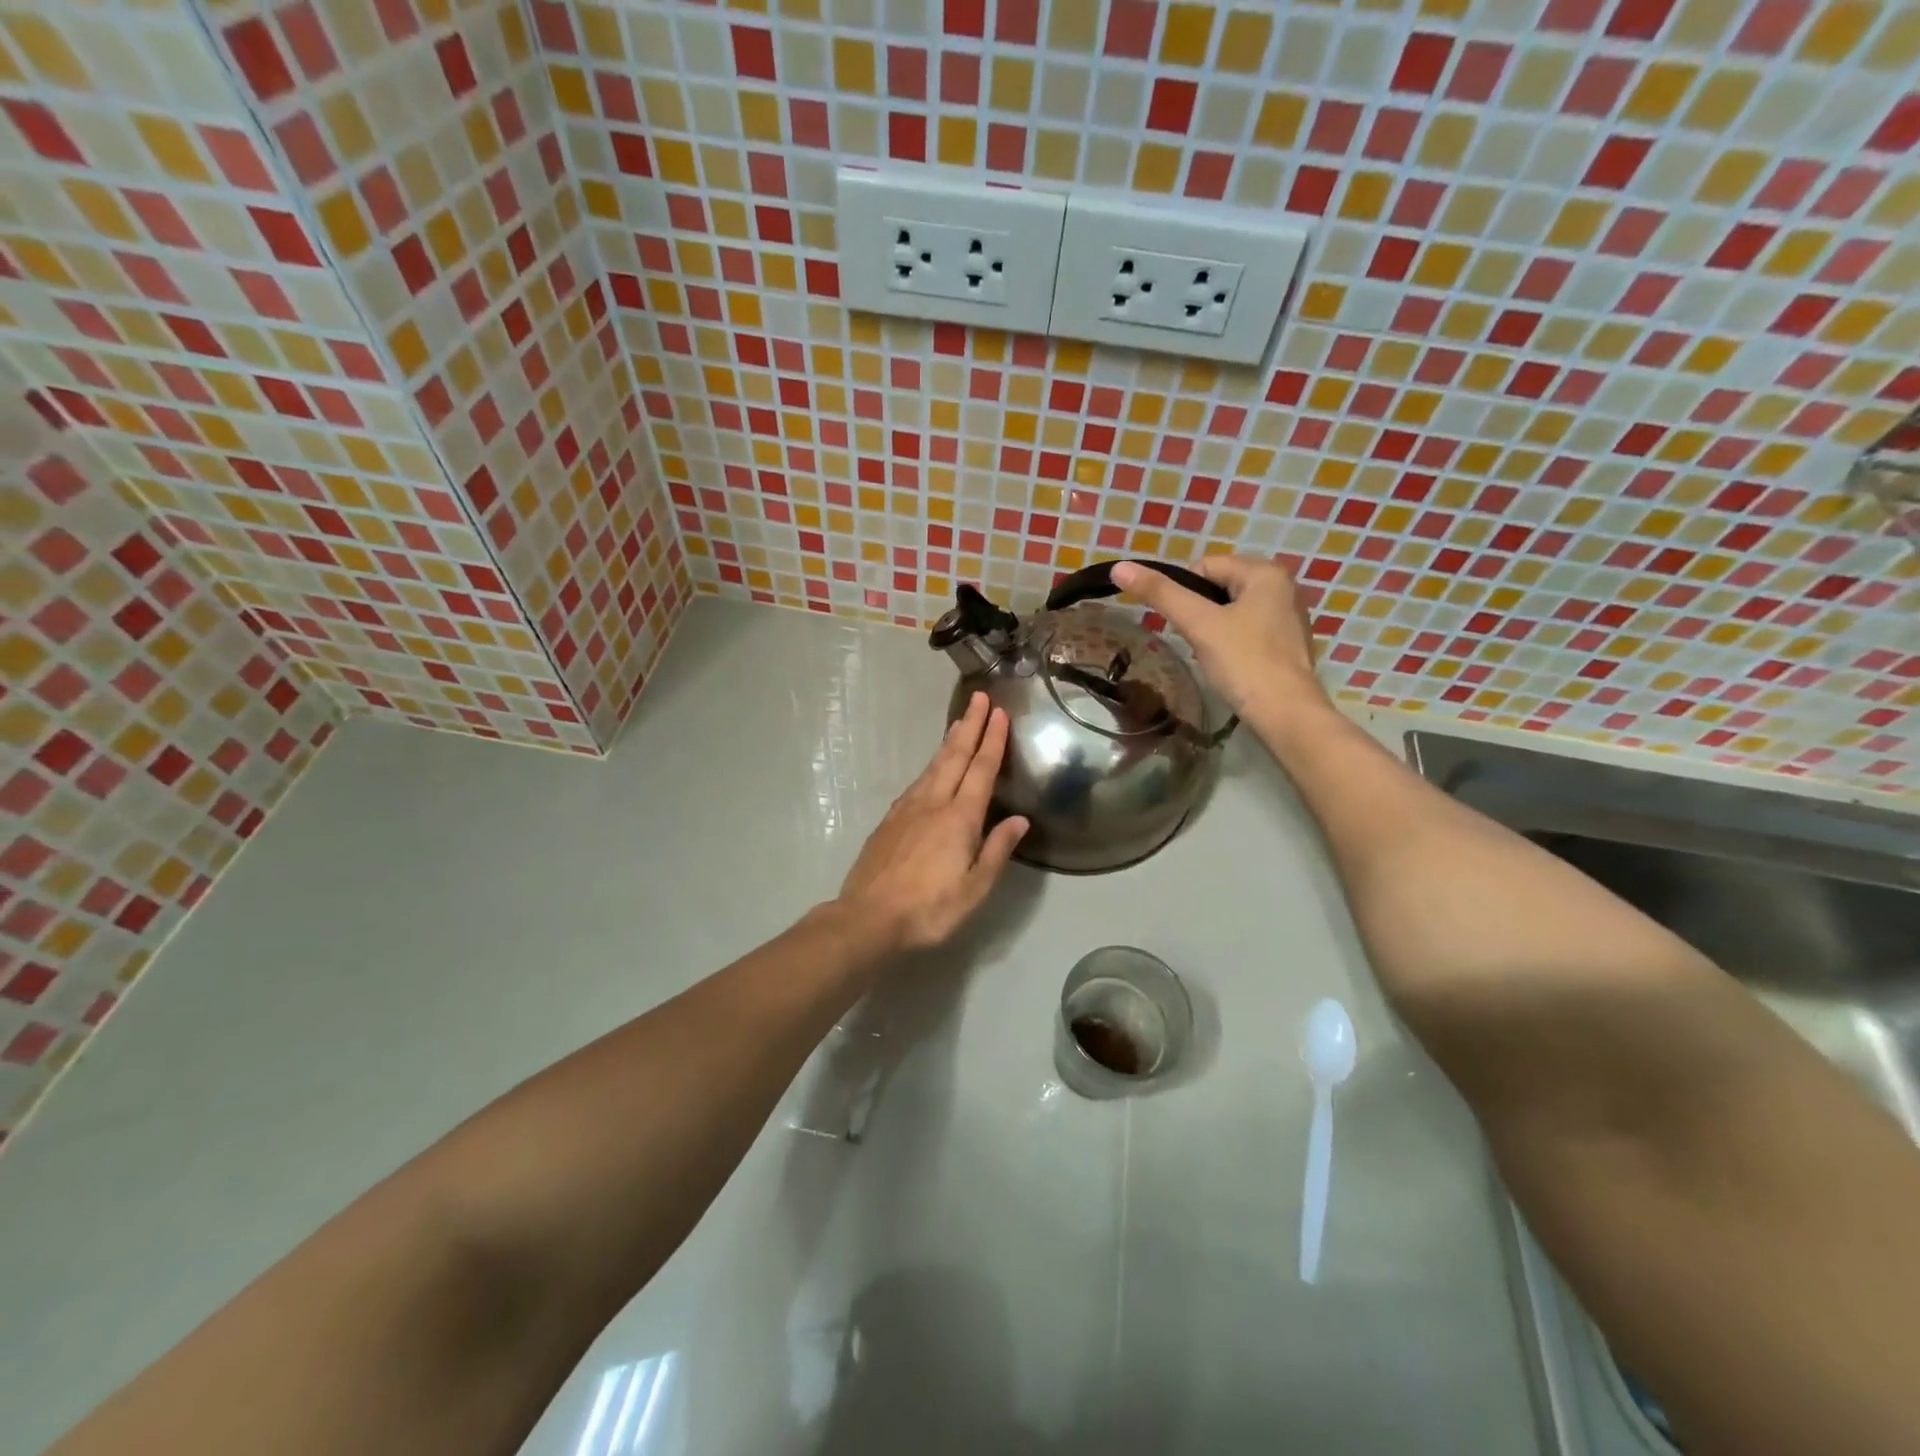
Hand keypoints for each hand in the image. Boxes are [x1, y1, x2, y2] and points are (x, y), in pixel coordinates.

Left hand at [836, 692, 1028, 953]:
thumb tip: (1019, 820)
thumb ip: (997, 850)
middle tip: (980, 697)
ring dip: (950, 741)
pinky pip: (917, 782)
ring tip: (960, 721)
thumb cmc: (929, 909)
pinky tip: (932, 768)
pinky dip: (931, 766)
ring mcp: (907, 809)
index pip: (981, 770)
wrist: (867, 918)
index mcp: (959, 818)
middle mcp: (933, 804)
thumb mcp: (975, 889)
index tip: (999, 713)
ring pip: (933, 766)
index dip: (992, 740)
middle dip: (970, 725)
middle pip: (955, 756)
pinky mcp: (889, 820)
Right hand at [1111, 556, 1323, 724]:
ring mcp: (1288, 617)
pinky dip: (1231, 644)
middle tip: (1195, 641)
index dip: (1183, 593)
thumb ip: (1160, 593)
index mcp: (1265, 572)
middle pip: (1218, 588)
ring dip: (1213, 629)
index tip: (1184, 624)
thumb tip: (1120, 567)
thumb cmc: (1243, 662)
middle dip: (1199, 612)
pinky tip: (1230, 665)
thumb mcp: (1198, 624)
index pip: (1204, 566)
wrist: (1285, 714)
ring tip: (1211, 655)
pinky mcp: (1287, 644)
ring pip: (1231, 611)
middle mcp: (1282, 587)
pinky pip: (1247, 631)